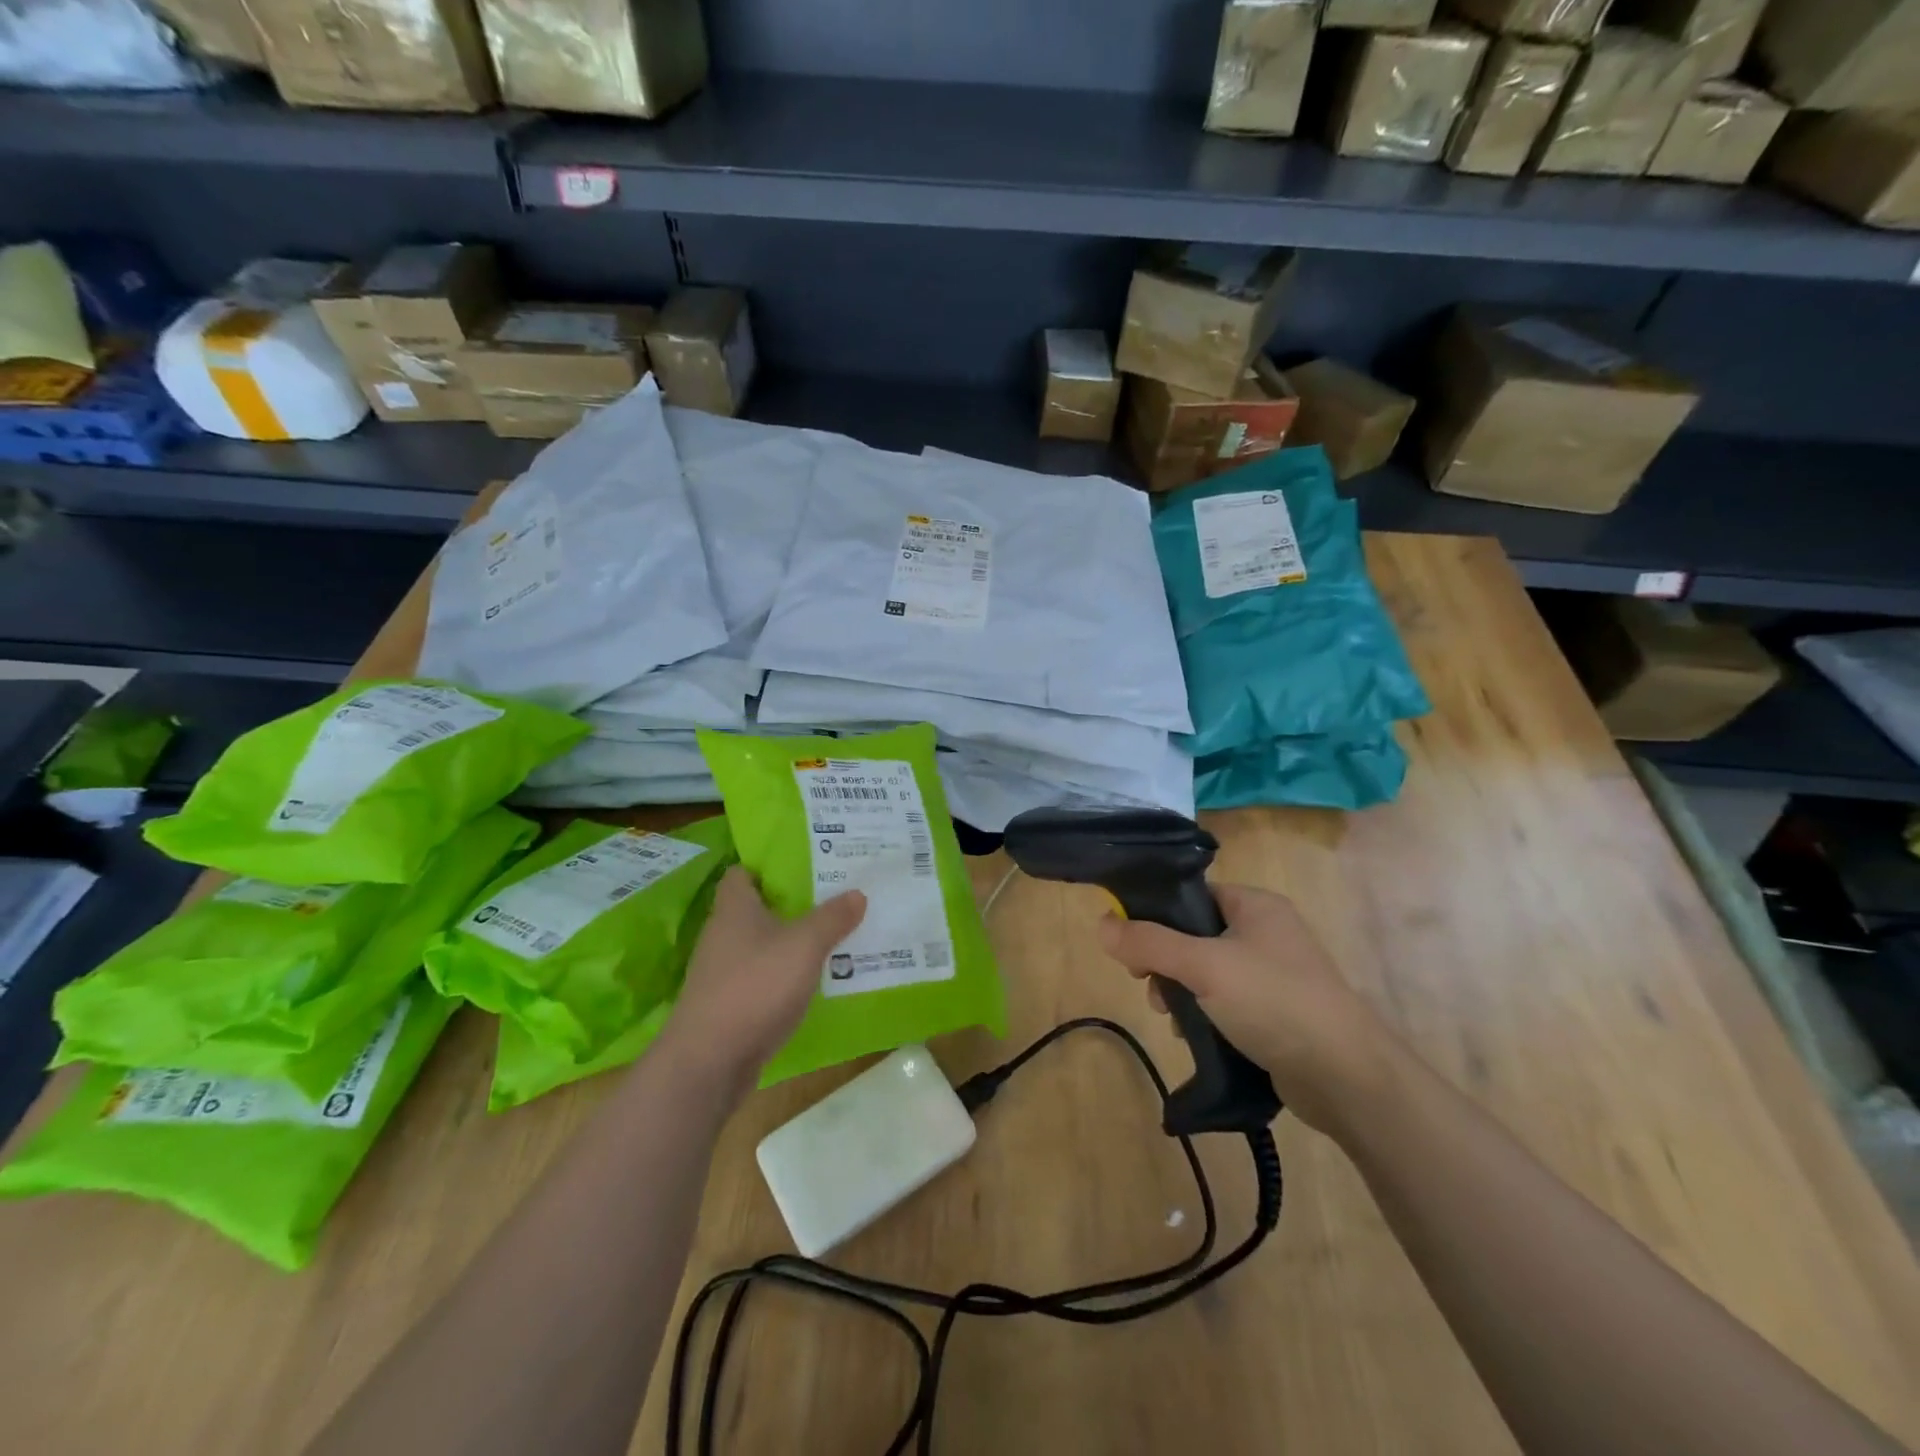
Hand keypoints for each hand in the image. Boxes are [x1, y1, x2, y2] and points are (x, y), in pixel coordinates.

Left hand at [666, 867, 866, 1087]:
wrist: (709, 1061)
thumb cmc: (755, 986)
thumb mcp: (804, 946)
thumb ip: (832, 918)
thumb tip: (857, 892)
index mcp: (734, 908)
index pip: (743, 872)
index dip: (771, 865)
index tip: (807, 863)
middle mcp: (723, 934)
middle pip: (758, 908)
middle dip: (793, 903)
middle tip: (834, 896)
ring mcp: (723, 972)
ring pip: (763, 944)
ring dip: (792, 941)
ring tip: (834, 935)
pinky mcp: (729, 1004)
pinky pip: (763, 977)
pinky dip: (785, 975)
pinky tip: (815, 979)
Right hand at [1096, 883, 1399, 1134]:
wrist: (1346, 1077)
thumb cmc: (1273, 1001)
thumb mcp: (1203, 966)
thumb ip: (1150, 943)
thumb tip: (1101, 923)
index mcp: (1255, 905)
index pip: (1193, 895)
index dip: (1157, 915)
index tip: (1131, 945)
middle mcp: (1266, 932)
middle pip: (1194, 935)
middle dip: (1165, 963)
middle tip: (1149, 987)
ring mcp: (1274, 974)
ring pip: (1207, 973)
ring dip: (1182, 994)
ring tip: (1172, 1019)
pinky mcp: (1277, 1013)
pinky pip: (1227, 1003)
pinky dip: (1205, 1016)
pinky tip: (1194, 1037)